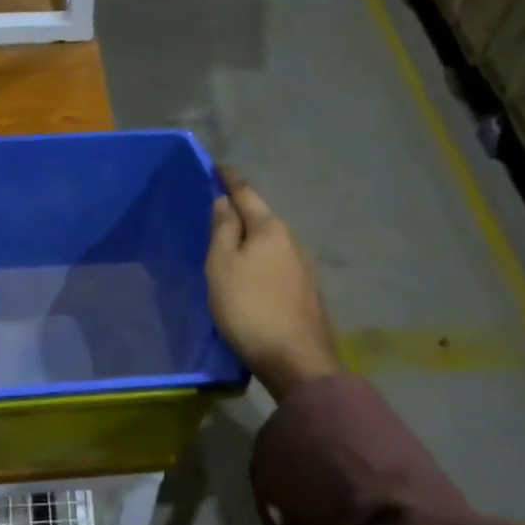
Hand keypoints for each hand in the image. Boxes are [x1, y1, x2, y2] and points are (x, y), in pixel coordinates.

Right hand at [206, 171, 341, 402]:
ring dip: (253, 237)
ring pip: (272, 241)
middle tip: (219, 208)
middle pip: (263, 217)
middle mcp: (292, 240)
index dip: (230, 179)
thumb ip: (223, 231)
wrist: (295, 359)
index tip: (218, 166)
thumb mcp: (222, 267)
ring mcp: (304, 266)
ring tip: (232, 242)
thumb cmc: (249, 308)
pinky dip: (262, 259)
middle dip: (243, 209)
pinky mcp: (306, 291)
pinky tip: (253, 272)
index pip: (247, 193)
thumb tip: (225, 202)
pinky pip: (278, 262)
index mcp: (270, 229)